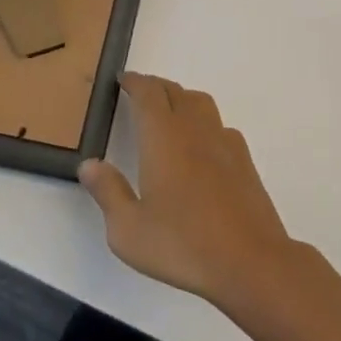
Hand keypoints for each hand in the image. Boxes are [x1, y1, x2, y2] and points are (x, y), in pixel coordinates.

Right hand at [79, 71, 301, 309]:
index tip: (123, 80)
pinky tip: (201, 146)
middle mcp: (194, 129)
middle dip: (155, 87)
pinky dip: (204, 123)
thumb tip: (90, 164)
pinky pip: (220, 126)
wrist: (250, 260)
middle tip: (140, 93)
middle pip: (174, 91)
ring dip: (181, 99)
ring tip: (169, 113)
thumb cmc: (182, 244)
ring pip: (200, 103)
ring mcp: (224, 141)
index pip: (148, 93)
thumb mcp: (129, 230)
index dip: (135, 82)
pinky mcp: (244, 160)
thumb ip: (108, 192)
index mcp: (163, 137)